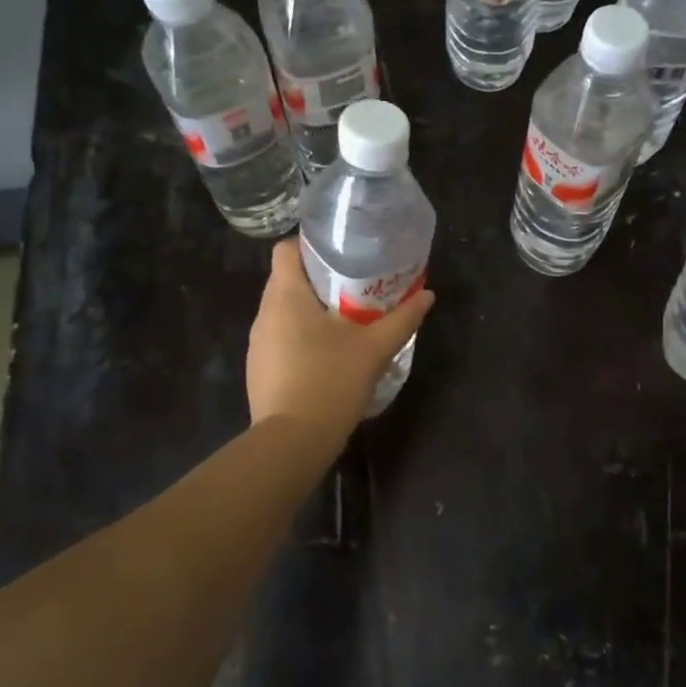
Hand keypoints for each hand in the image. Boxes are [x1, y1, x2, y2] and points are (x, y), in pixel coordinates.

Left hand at [247, 239, 436, 434]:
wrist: (292, 441)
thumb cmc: (331, 382)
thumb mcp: (375, 348)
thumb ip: (402, 319)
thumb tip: (427, 295)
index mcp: (285, 296)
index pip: (286, 250)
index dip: (312, 245)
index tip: (343, 254)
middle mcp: (264, 313)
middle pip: (287, 279)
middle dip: (320, 278)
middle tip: (356, 285)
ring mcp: (258, 343)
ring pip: (284, 310)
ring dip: (311, 309)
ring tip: (346, 318)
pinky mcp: (259, 368)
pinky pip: (280, 337)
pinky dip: (302, 335)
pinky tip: (328, 353)